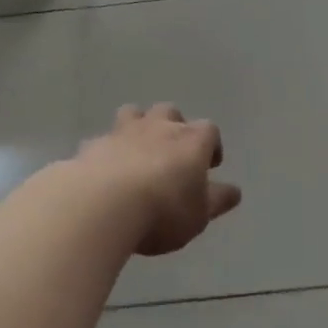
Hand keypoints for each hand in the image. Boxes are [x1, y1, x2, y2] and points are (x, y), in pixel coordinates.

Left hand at [75, 105, 241, 255]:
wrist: (103, 204)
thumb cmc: (163, 210)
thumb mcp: (199, 215)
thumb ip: (217, 201)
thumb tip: (234, 192)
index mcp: (192, 140)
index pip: (209, 130)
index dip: (211, 145)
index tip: (209, 164)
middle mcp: (159, 127)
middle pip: (170, 112)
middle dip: (173, 126)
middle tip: (172, 153)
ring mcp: (123, 132)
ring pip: (133, 113)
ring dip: (138, 125)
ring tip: (137, 150)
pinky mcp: (93, 145)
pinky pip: (103, 140)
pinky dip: (107, 150)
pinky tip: (104, 169)